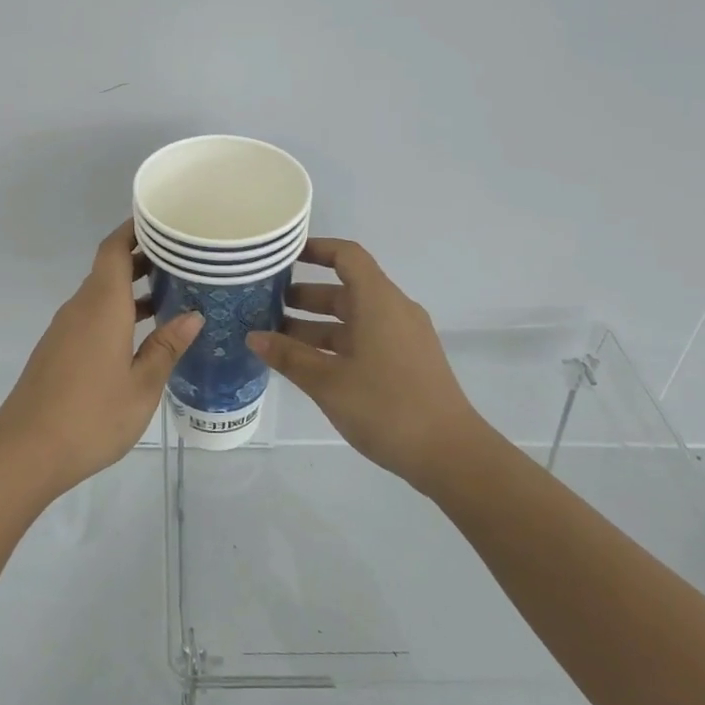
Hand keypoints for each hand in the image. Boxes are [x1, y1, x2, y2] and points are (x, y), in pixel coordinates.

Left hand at [0, 220, 203, 497]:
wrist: (26, 450)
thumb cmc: (91, 416)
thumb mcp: (141, 385)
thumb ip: (166, 347)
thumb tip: (193, 316)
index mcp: (101, 305)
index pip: (114, 249)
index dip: (135, 230)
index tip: (163, 222)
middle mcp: (80, 308)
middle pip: (108, 268)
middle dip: (142, 258)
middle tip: (183, 259)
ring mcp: (65, 329)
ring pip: (100, 294)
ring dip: (131, 289)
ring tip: (172, 294)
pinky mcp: (58, 350)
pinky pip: (91, 316)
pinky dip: (117, 312)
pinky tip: (142, 334)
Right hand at [248, 238, 486, 489]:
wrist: (450, 455)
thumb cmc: (386, 407)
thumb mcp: (327, 382)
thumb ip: (288, 356)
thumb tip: (253, 337)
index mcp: (378, 302)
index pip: (346, 256)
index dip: (315, 249)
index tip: (282, 255)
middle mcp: (393, 311)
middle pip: (345, 289)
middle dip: (304, 296)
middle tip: (264, 305)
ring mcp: (404, 337)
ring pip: (353, 318)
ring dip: (316, 324)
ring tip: (276, 339)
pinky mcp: (407, 362)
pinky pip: (365, 338)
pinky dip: (335, 343)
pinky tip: (308, 365)